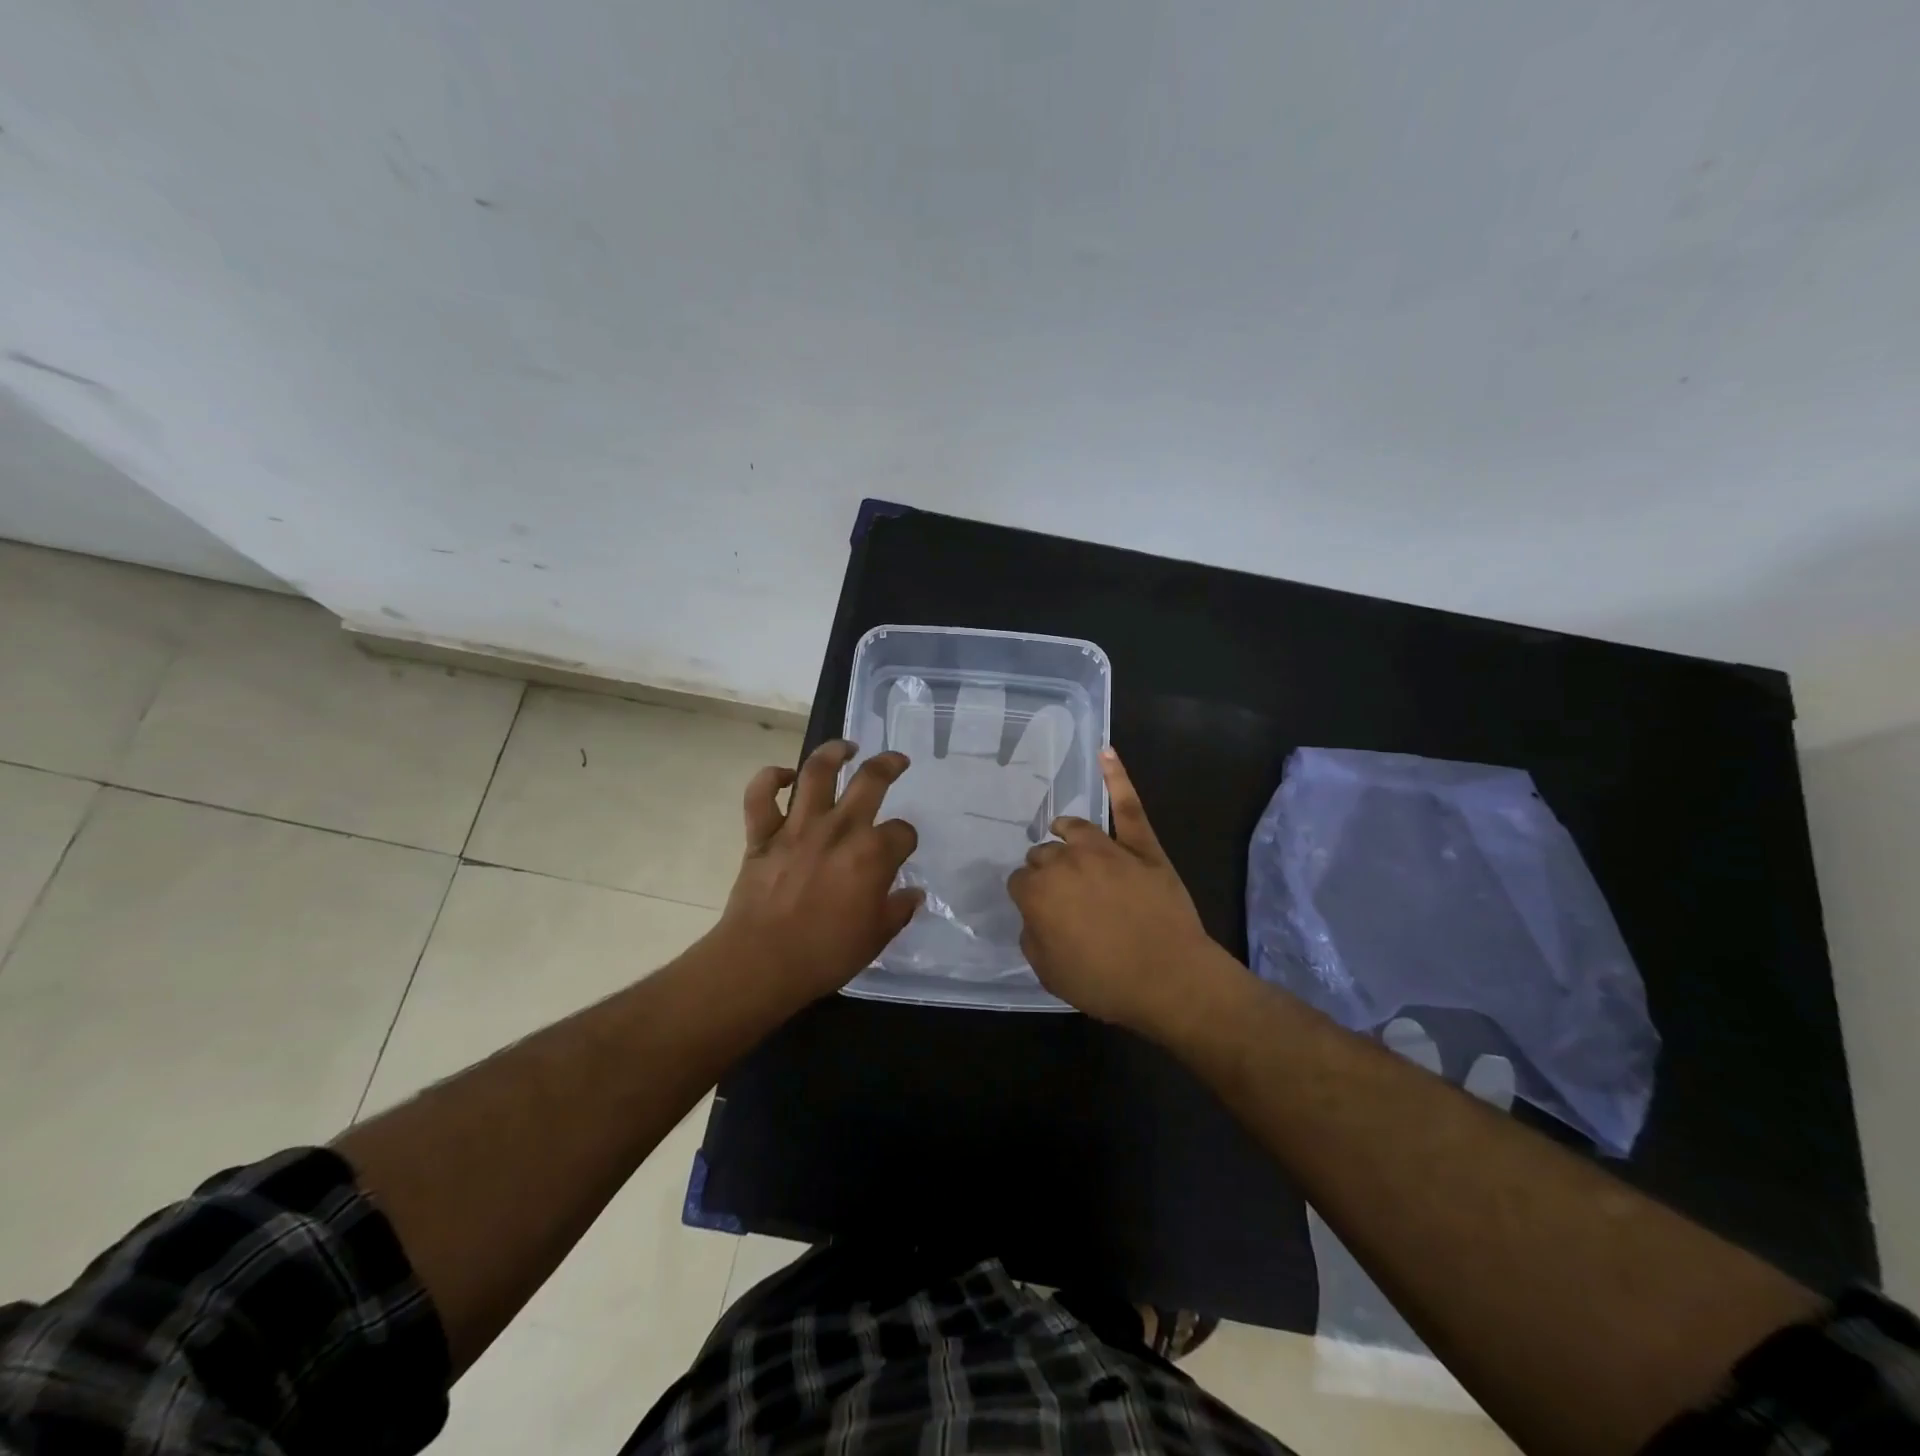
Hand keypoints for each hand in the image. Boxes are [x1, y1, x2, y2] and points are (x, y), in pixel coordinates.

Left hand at [713, 739, 922, 1007]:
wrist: (761, 962)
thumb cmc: (825, 954)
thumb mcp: (876, 937)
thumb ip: (898, 910)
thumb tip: (913, 893)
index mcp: (873, 854)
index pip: (903, 832)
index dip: (906, 840)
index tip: (902, 851)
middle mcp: (839, 829)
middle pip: (870, 781)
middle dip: (889, 764)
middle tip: (896, 760)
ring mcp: (798, 827)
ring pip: (816, 772)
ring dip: (833, 752)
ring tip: (846, 747)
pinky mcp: (763, 834)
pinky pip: (761, 795)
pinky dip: (770, 779)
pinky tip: (785, 777)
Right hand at [1007, 748, 1219, 1031]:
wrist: (1170, 979)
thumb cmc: (1106, 983)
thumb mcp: (1049, 973)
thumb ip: (1032, 937)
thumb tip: (1036, 915)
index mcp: (1038, 892)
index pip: (1021, 883)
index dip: (1030, 899)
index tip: (1040, 913)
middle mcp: (1066, 861)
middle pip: (1045, 854)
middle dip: (1047, 871)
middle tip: (1063, 896)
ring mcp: (1106, 849)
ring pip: (1075, 829)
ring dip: (1065, 834)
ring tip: (1064, 835)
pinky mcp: (1142, 846)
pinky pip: (1128, 806)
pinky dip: (1117, 777)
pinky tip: (1106, 752)